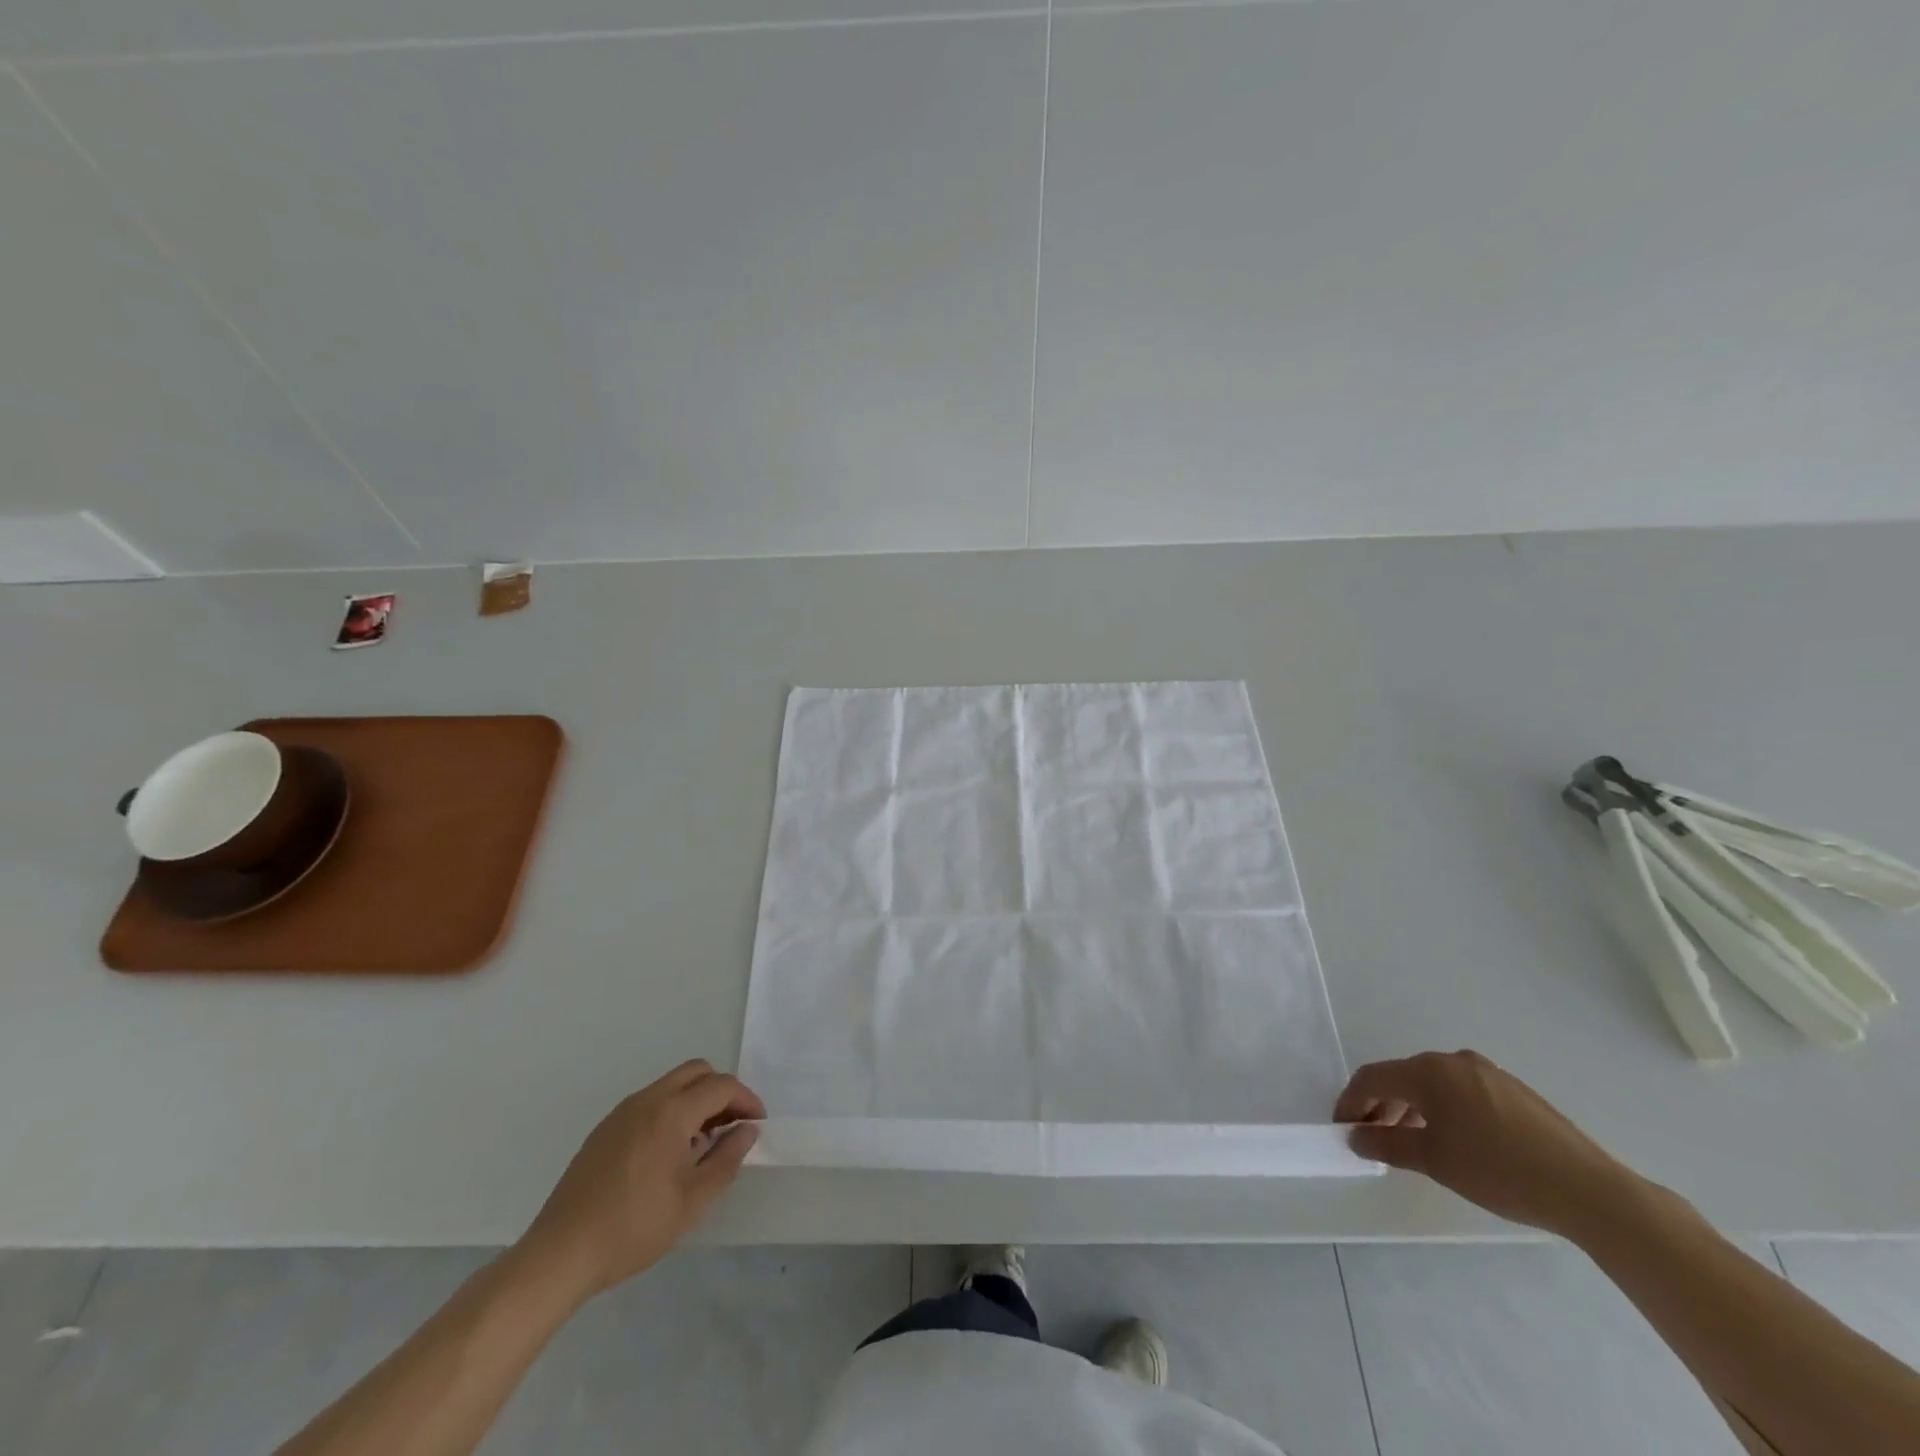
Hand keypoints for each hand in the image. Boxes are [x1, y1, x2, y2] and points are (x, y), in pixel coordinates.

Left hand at [516, 1060, 765, 1302]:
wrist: (560, 1254)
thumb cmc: (633, 1228)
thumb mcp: (692, 1201)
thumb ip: (726, 1158)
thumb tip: (747, 1130)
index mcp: (671, 1112)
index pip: (721, 1086)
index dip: (747, 1100)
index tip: (758, 1124)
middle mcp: (647, 1099)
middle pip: (697, 1072)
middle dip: (722, 1091)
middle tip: (733, 1126)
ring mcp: (622, 1111)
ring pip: (672, 1084)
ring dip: (697, 1099)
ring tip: (704, 1141)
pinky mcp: (605, 1128)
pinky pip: (651, 1101)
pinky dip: (672, 1109)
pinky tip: (670, 1151)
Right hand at [1336, 1049, 1635, 1237]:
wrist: (1589, 1190)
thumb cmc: (1500, 1171)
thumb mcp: (1435, 1161)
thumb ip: (1388, 1145)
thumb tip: (1357, 1137)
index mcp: (1429, 1071)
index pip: (1373, 1078)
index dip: (1351, 1101)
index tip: (1343, 1129)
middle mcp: (1454, 1060)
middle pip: (1402, 1077)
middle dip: (1381, 1105)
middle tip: (1372, 1137)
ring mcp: (1487, 1072)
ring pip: (1433, 1084)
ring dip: (1412, 1108)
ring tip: (1410, 1142)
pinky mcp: (1513, 1090)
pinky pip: (1461, 1091)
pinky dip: (1443, 1109)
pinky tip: (1453, 1140)